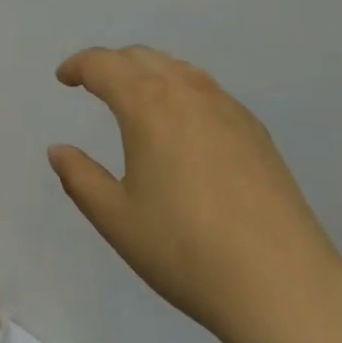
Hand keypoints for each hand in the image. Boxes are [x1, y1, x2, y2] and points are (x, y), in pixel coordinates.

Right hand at [48, 46, 341, 342]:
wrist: (283, 285)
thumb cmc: (186, 250)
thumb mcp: (117, 219)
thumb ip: (80, 178)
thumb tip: (58, 150)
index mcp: (147, 104)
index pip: (103, 65)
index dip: (78, 66)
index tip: (64, 79)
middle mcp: (186, 91)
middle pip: (141, 57)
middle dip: (112, 65)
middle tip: (94, 85)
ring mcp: (227, 107)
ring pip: (177, 68)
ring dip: (148, 72)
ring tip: (136, 98)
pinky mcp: (255, 130)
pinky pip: (207, 90)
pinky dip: (181, 90)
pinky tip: (183, 124)